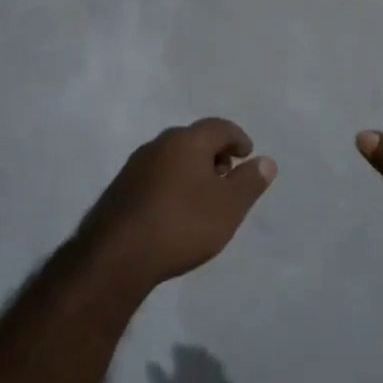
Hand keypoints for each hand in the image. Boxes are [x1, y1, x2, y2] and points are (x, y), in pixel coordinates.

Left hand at [80, 118, 276, 290]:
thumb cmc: (182, 225)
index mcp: (187, 140)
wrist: (117, 256)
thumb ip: (250, 182)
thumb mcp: (228, 207)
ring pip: (172, 157)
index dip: (238, 138)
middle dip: (214, 154)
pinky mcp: (120, 188)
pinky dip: (172, 183)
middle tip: (227, 177)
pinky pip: (155, 175)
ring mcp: (135, 165)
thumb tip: (265, 161)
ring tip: (203, 197)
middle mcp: (159, 144)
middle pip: (194, 139)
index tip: (248, 156)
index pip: (219, 126)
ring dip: (192, 169)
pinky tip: (175, 210)